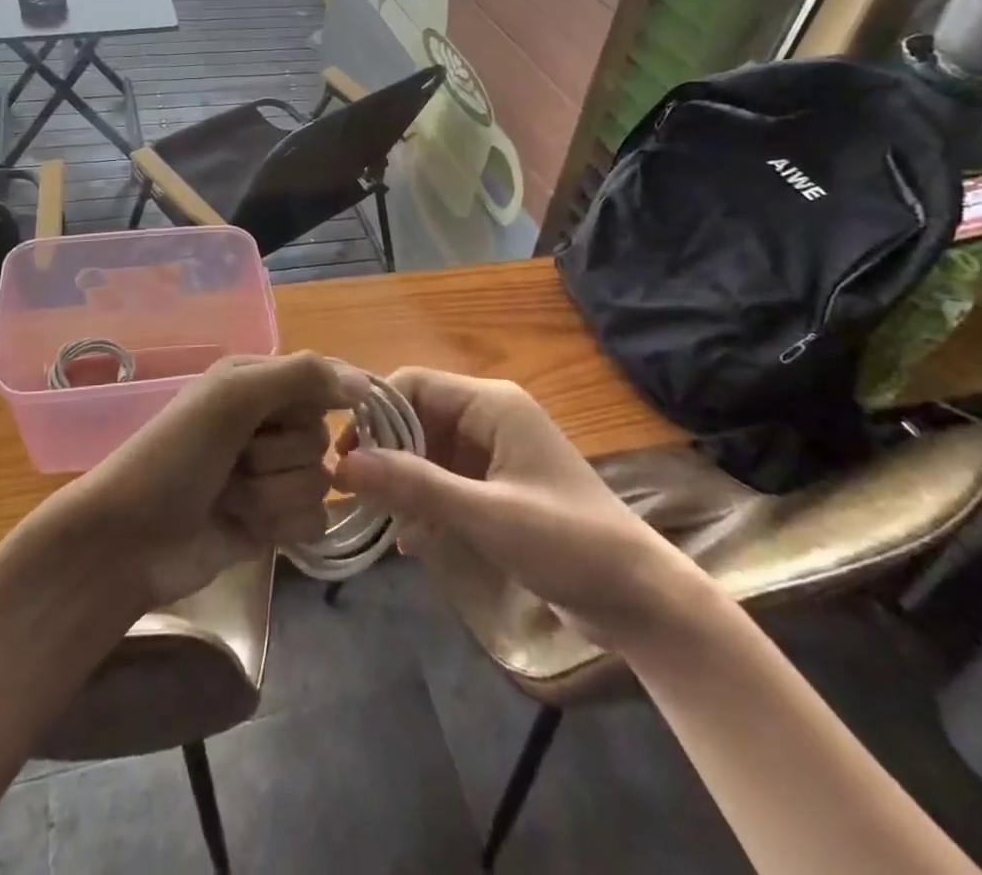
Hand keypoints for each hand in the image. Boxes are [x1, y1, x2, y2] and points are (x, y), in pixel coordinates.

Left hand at [41, 352, 364, 609]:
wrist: (128, 541)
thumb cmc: (175, 456)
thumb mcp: (231, 398)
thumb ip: (299, 377)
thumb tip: (364, 383)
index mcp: (256, 383)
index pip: (322, 382)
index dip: (325, 401)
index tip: (329, 416)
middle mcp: (268, 423)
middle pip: (320, 437)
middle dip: (280, 455)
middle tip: (236, 460)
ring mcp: (271, 475)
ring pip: (320, 481)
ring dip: (275, 494)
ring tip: (231, 497)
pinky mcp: (274, 522)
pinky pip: (315, 520)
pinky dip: (284, 525)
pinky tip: (249, 528)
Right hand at [332, 367, 695, 644]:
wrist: (638, 597)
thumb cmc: (565, 541)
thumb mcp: (484, 514)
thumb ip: (414, 485)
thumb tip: (343, 464)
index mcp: (490, 403)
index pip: (413, 384)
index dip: (374, 413)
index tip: (343, 455)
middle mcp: (489, 416)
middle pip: (418, 417)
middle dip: (386, 452)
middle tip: (353, 492)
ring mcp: (495, 452)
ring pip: (429, 451)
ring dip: (405, 482)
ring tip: (377, 519)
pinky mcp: (499, 486)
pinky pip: (447, 480)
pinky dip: (427, 503)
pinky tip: (412, 541)